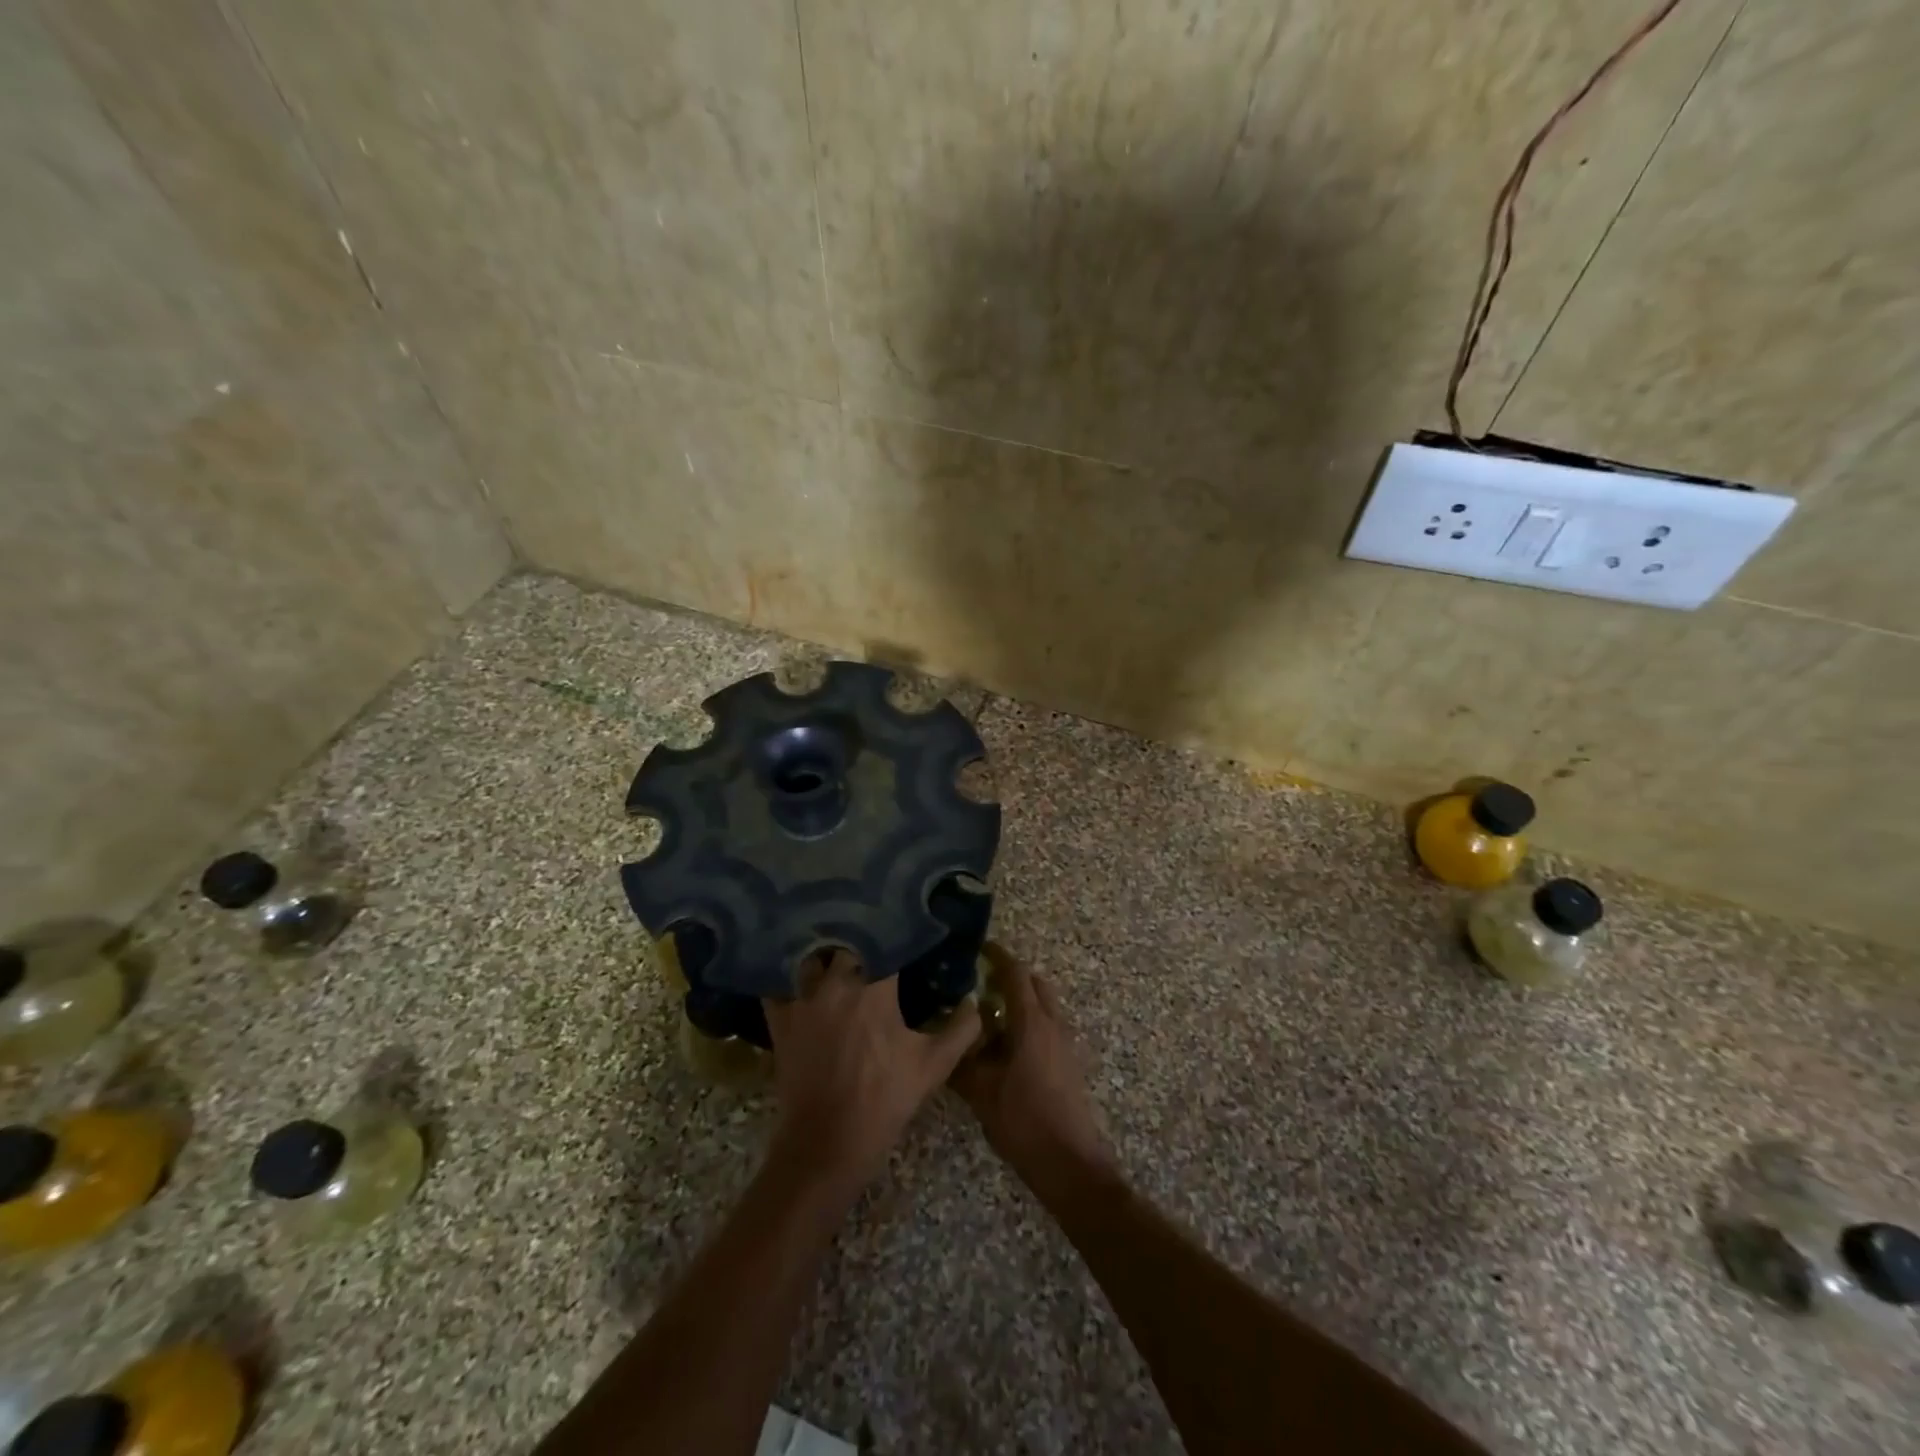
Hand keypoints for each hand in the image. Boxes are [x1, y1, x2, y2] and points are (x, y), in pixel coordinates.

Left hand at [763, 950, 978, 1191]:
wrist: (827, 1143)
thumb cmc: (885, 1099)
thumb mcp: (934, 1066)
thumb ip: (961, 1028)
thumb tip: (974, 1001)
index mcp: (875, 987)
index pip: (887, 942)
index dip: (897, 936)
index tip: (907, 935)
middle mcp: (835, 982)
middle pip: (848, 944)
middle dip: (862, 944)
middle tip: (874, 949)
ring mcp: (802, 999)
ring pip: (813, 958)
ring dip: (826, 957)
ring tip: (837, 960)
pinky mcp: (780, 1019)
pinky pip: (779, 985)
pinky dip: (788, 979)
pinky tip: (799, 981)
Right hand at [952, 944, 1115, 1188]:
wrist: (1069, 1163)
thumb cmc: (1023, 1120)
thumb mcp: (981, 1091)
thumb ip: (961, 1059)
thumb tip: (946, 1035)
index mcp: (1032, 1022)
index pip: (1015, 974)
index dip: (997, 956)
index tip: (978, 947)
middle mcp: (1052, 1024)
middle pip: (1035, 984)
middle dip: (1011, 976)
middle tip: (980, 980)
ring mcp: (1064, 1043)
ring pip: (1043, 1006)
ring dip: (1020, 1001)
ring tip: (987, 1012)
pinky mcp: (1067, 1063)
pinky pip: (1046, 1026)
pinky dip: (1027, 1022)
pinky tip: (1003, 1045)